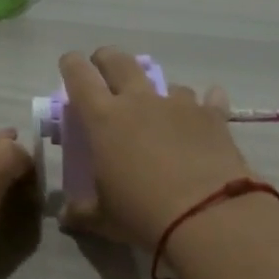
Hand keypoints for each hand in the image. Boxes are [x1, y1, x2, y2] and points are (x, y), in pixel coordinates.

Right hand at [59, 48, 257, 249]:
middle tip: (104, 66)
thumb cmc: (142, 213)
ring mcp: (179, 104)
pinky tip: (210, 104)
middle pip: (119, 62)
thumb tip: (65, 216)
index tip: (69, 64)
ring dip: (157, 90)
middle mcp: (139, 101)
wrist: (207, 215)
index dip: (71, 65)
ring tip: (159, 107)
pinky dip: (207, 101)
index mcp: (103, 119)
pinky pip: (209, 99)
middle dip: (107, 59)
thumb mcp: (103, 219)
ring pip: (165, 82)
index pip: (79, 76)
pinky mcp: (212, 116)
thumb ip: (81, 212)